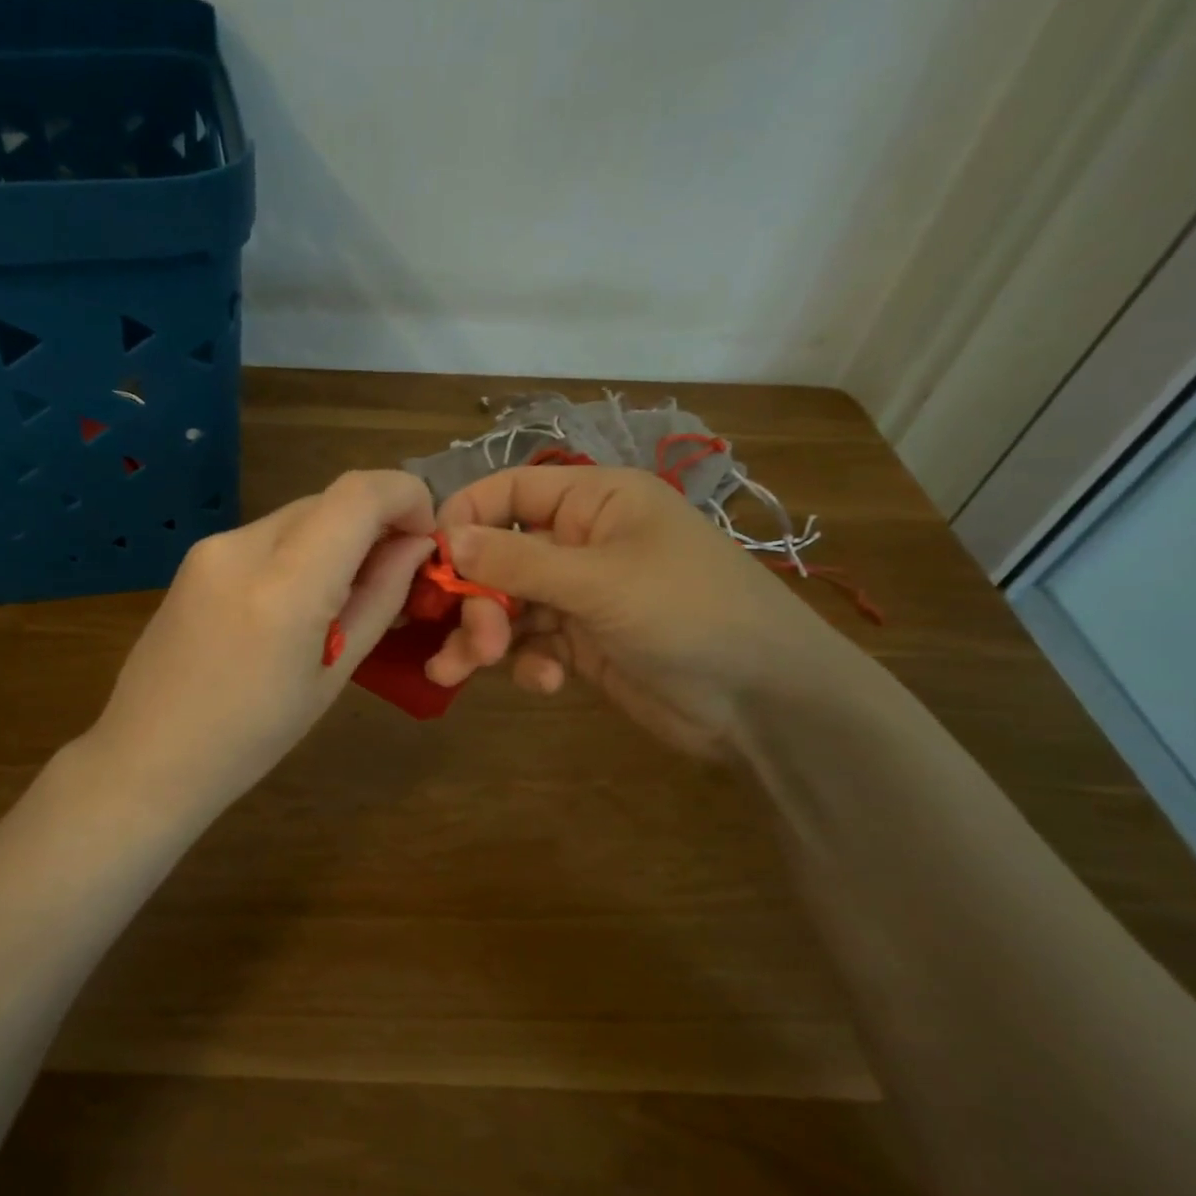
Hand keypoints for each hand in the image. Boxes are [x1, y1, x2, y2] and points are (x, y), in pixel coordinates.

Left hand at [88, 471, 435, 816]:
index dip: (407, 497)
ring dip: (338, 539)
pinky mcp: (196, 556)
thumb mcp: (333, 675)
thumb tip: (415, 547)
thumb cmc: (253, 738)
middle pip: (330, 500)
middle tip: (393, 578)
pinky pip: (268, 535)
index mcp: (285, 586)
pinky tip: (296, 603)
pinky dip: (301, 551)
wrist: (150, 756)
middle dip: (375, 524)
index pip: (360, 493)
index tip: (425, 538)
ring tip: (342, 600)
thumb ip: (380, 599)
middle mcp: (243, 546)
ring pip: (300, 516)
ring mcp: (212, 546)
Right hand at [427, 466, 845, 756]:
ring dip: (484, 638)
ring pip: (509, 606)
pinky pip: (533, 643)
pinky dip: (527, 663)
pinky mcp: (584, 642)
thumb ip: (517, 563)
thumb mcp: (600, 582)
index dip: (465, 519)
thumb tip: (445, 538)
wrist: (766, 704)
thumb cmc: (689, 614)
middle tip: (470, 642)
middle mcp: (583, 541)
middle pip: (499, 557)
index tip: (429, 562)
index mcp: (596, 501)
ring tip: (457, 673)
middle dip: (477, 600)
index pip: (510, 492)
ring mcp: (582, 595)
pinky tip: (545, 685)